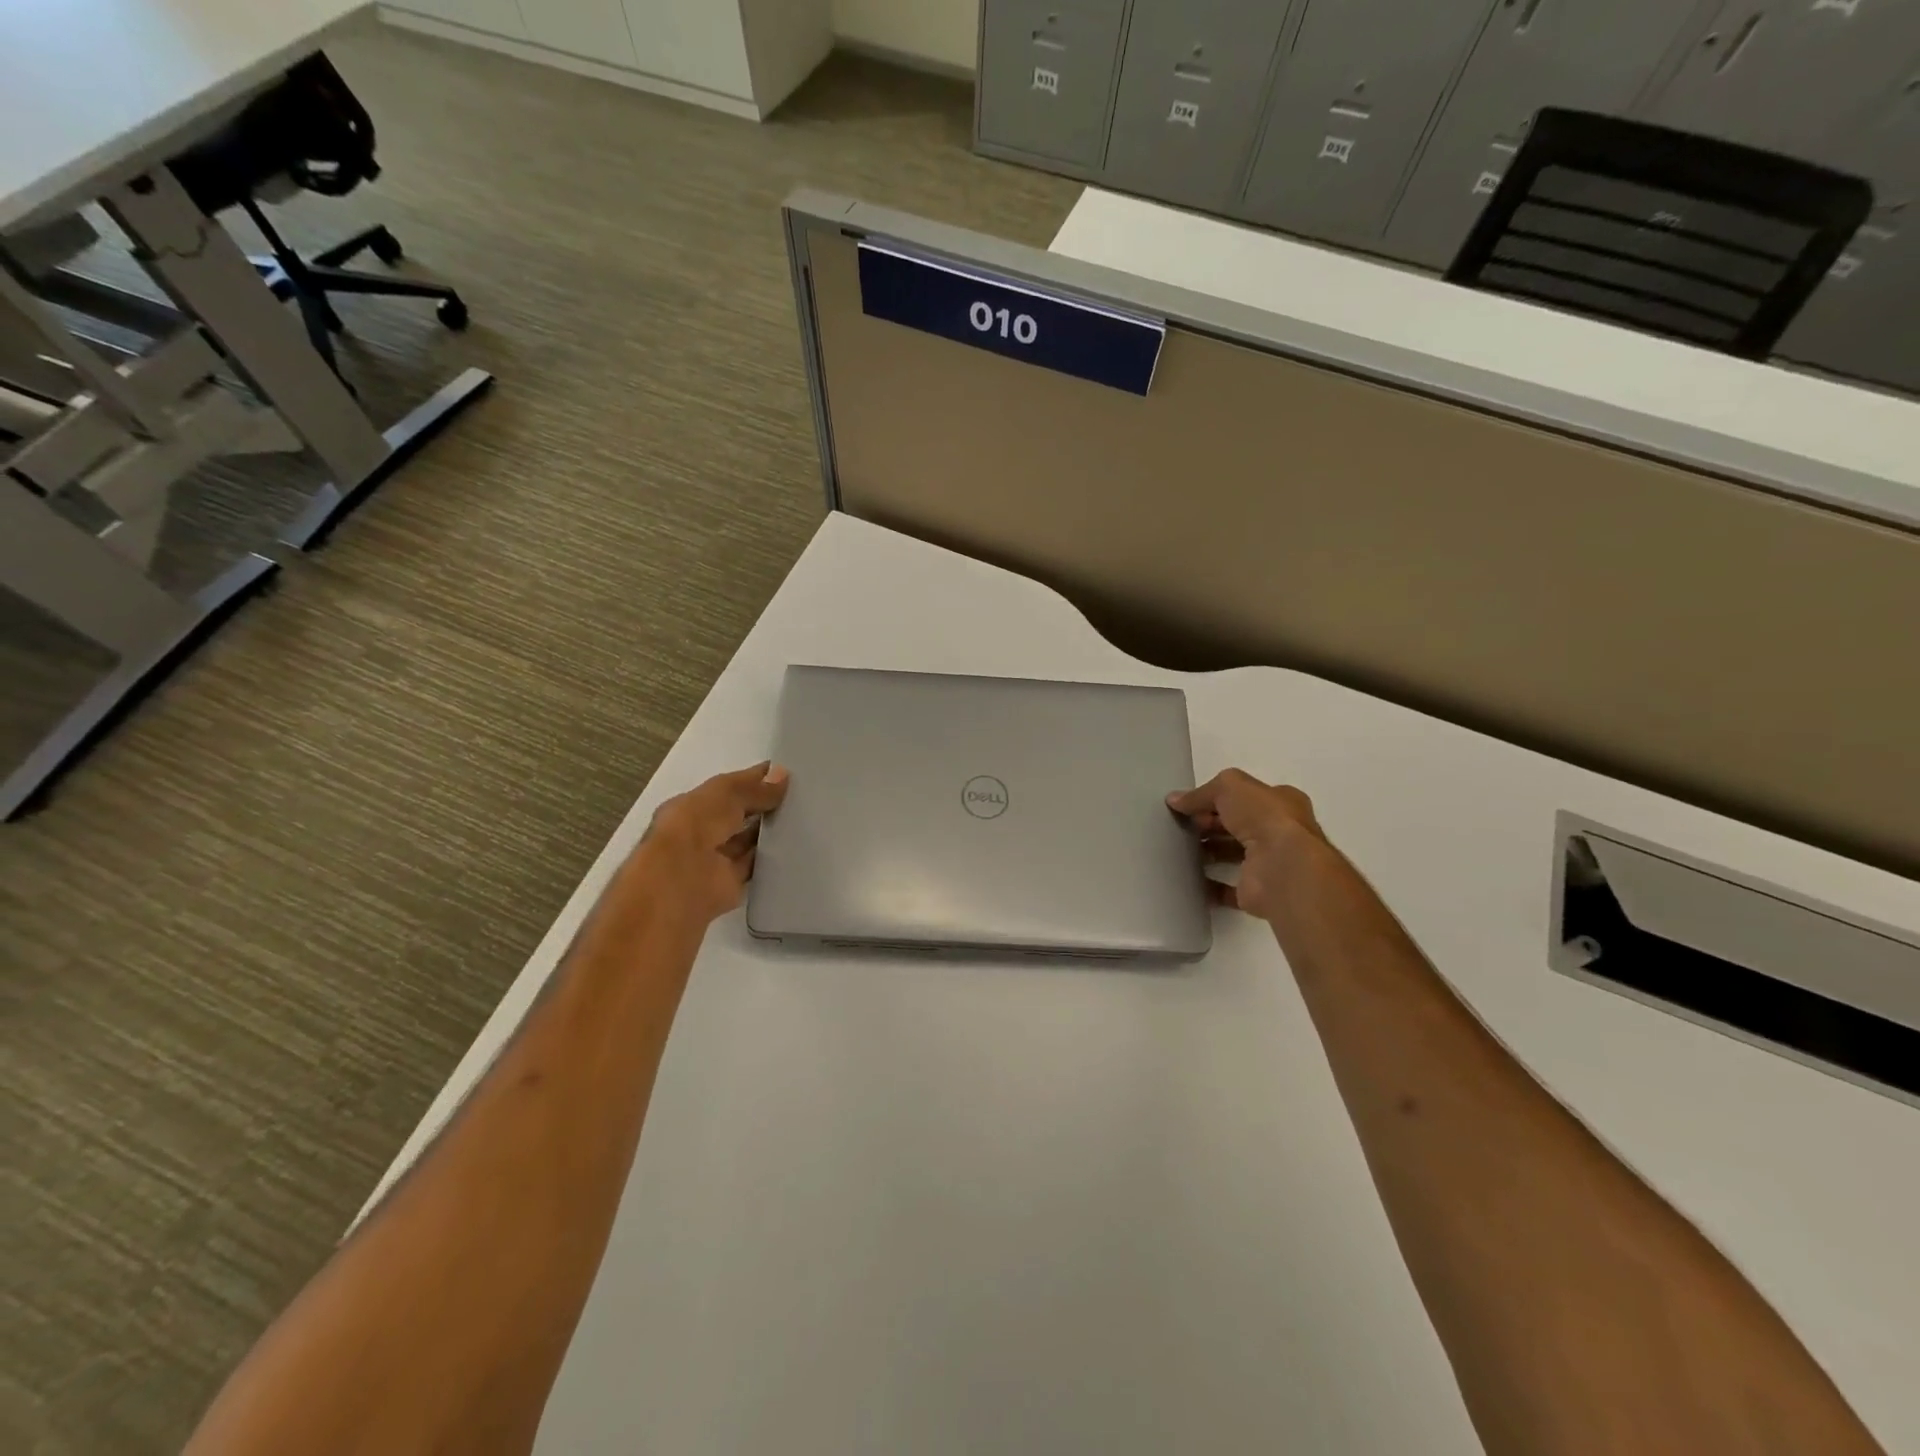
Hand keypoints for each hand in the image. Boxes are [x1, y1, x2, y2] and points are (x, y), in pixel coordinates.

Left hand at [634, 763, 789, 923]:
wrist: (683, 878)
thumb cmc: (696, 824)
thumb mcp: (727, 793)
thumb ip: (755, 787)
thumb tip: (782, 774)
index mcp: (690, 807)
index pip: (725, 790)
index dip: (750, 781)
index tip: (782, 774)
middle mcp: (699, 832)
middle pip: (736, 816)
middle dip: (761, 806)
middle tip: (797, 796)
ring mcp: (714, 859)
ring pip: (746, 841)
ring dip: (767, 832)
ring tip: (801, 818)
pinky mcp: (730, 883)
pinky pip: (754, 866)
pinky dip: (771, 858)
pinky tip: (795, 846)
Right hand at [1167, 769, 1326, 921]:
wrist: (1283, 867)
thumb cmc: (1264, 818)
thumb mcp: (1230, 787)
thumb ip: (1202, 792)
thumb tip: (1175, 800)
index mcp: (1281, 803)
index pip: (1245, 797)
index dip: (1216, 799)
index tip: (1188, 805)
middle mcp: (1280, 833)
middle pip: (1238, 826)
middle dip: (1210, 825)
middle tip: (1182, 826)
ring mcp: (1269, 864)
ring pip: (1233, 855)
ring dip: (1209, 852)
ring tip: (1179, 849)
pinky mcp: (1257, 892)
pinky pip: (1227, 889)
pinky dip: (1209, 885)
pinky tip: (1187, 878)